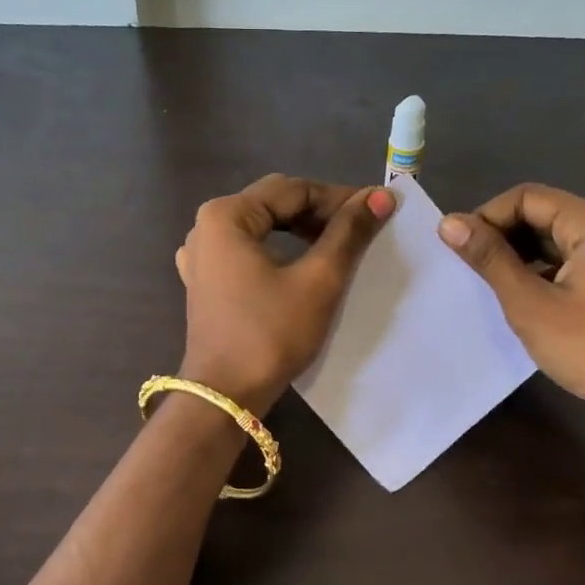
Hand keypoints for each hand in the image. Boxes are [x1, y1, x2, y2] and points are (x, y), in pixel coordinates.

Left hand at [174, 175, 395, 412]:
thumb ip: (348, 233)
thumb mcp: (317, 280)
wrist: (226, 395)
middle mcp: (207, 226)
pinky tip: (300, 264)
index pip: (293, 190)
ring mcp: (202, 255)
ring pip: (262, 227)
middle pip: (274, 204)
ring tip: (340, 245)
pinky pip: (248, 250)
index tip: (378, 210)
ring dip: (301, 231)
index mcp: (226, 215)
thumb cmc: (270, 334)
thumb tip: (382, 196)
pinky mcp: (206, 281)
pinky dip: (278, 250)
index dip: (339, 197)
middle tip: (363, 228)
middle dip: (320, 212)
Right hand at [438, 184, 584, 418]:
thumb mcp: (530, 303)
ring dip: (514, 253)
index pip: (525, 197)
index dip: (487, 216)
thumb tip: (448, 222)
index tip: (459, 249)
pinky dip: (533, 269)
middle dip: (500, 235)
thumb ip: (489, 258)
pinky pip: (560, 259)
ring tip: (485, 282)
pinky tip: (515, 294)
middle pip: (538, 212)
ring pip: (547, 238)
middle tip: (468, 267)